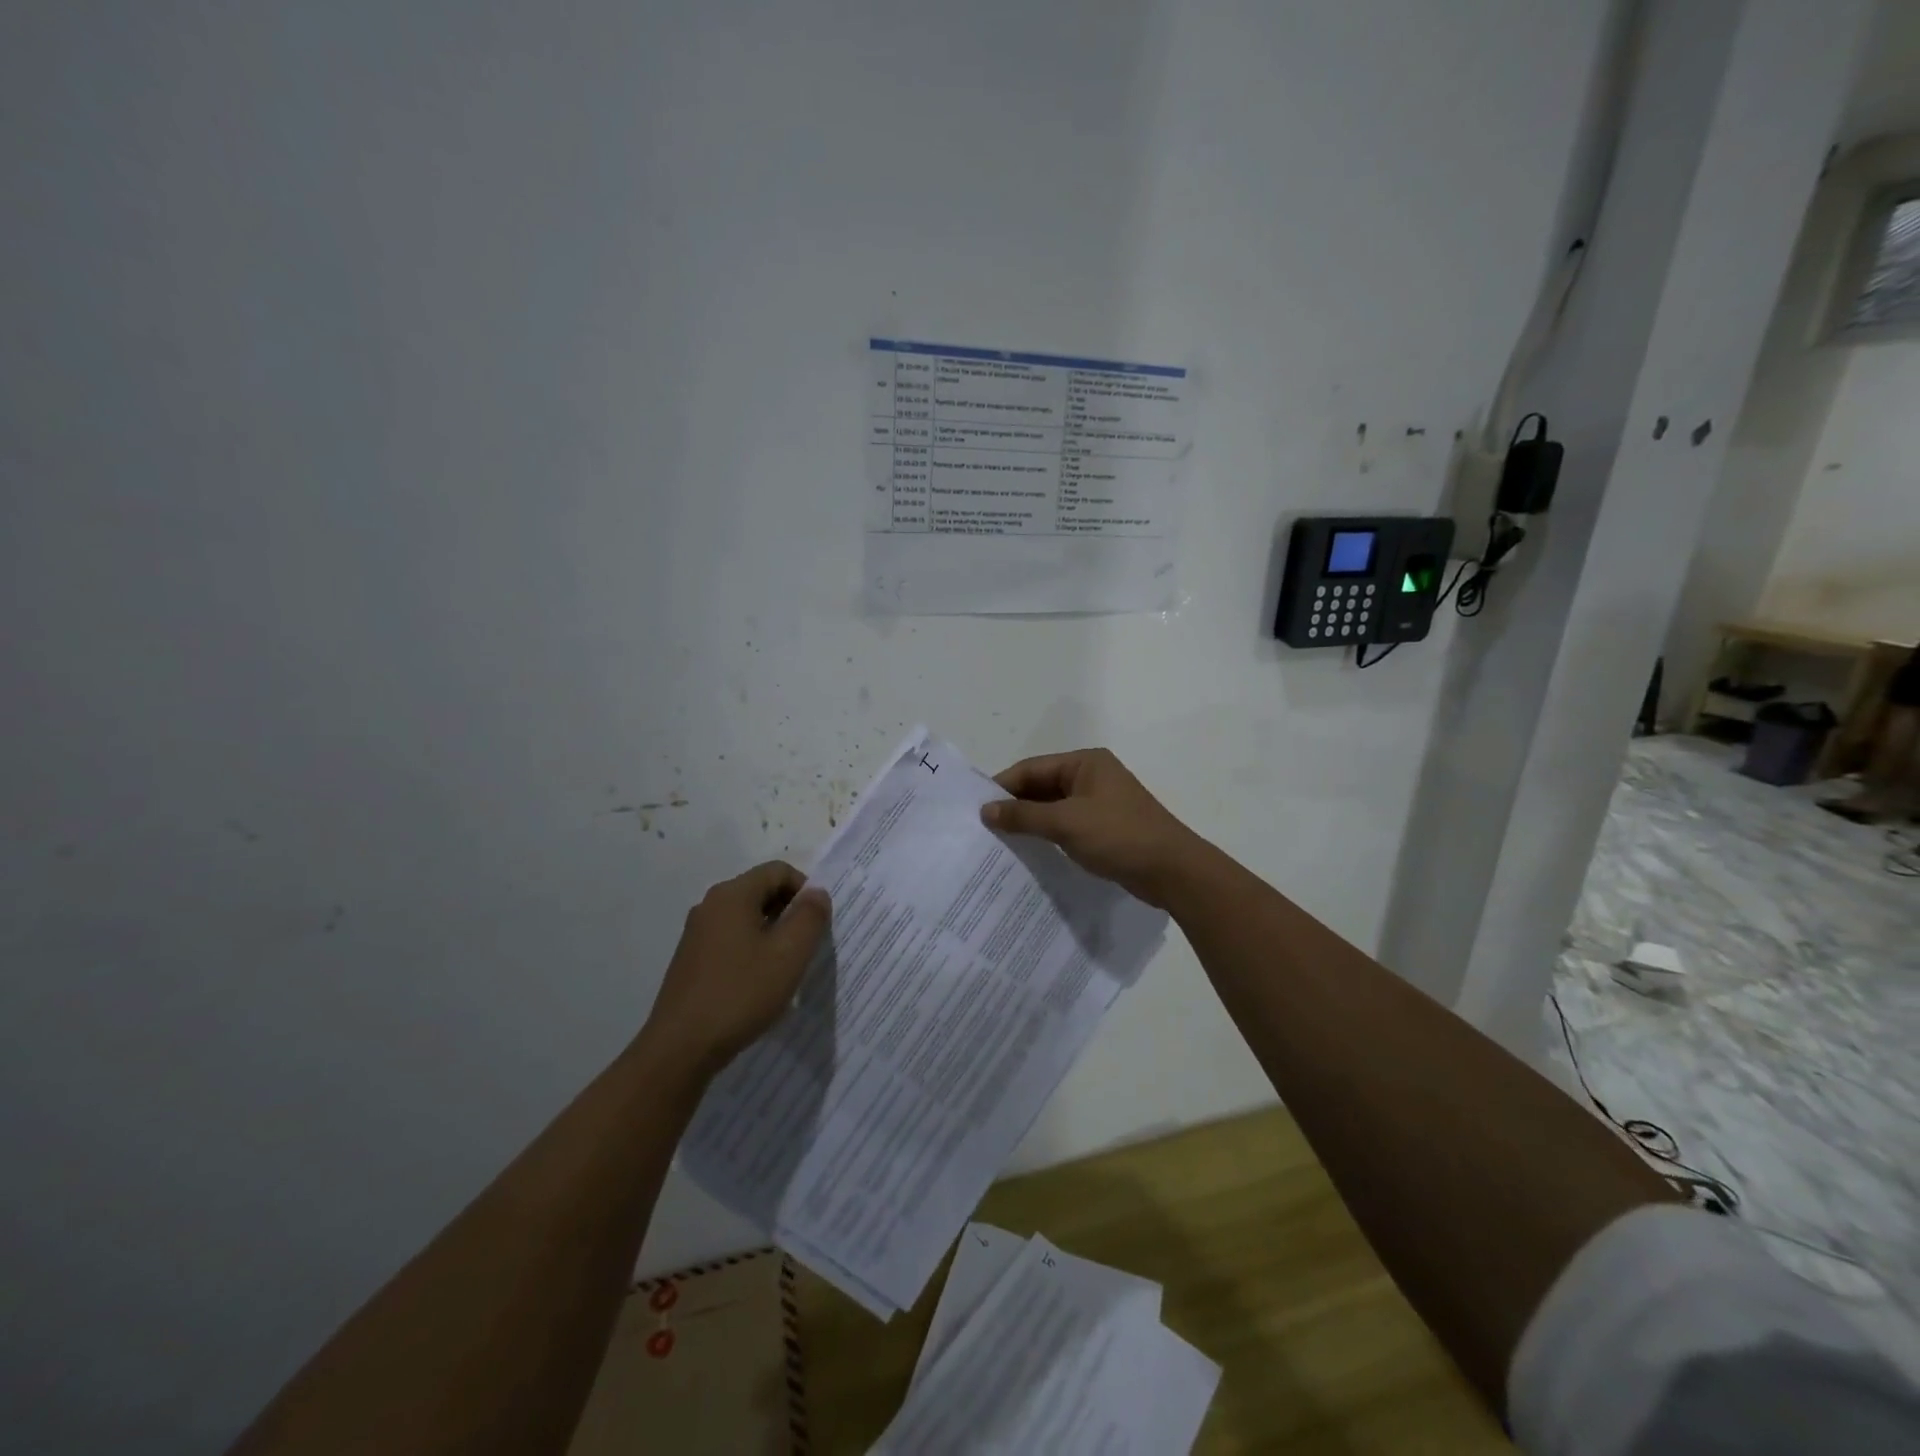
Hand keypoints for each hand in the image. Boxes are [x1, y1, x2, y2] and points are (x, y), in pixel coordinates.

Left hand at [640, 862, 830, 1077]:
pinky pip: (731, 940)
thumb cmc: (740, 994)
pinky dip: (752, 950)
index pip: (778, 871)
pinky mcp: (691, 960)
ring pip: (746, 917)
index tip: (818, 923)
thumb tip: (817, 893)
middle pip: (761, 891)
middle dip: (790, 911)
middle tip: (807, 945)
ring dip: (772, 933)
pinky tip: (759, 984)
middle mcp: (710, 905)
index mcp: (732, 895)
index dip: (805, 889)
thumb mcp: (789, 954)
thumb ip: (810, 917)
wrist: (680, 1048)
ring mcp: (697, 933)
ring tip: (786, 967)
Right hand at [979, 749, 1207, 907]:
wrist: (1172, 871)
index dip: (1003, 787)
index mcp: (1085, 763)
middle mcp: (1091, 777)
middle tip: (983, 828)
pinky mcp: (1105, 828)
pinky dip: (1047, 835)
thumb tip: (986, 811)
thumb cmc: (1119, 836)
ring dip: (1030, 822)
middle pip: (1042, 786)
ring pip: (1053, 808)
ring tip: (999, 842)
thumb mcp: (1066, 823)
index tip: (976, 808)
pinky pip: (1066, 825)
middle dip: (1015, 805)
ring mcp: (1100, 803)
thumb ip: (1023, 816)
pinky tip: (1029, 852)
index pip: (1032, 768)